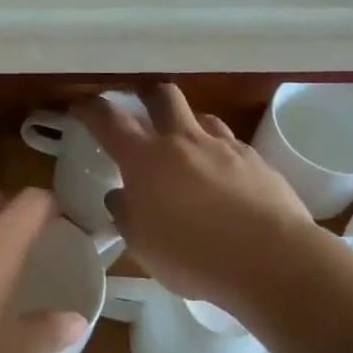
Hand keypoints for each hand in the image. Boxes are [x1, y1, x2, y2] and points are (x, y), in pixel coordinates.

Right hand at [74, 83, 315, 311]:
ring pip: (201, 117)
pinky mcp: (257, 160)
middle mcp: (182, 140)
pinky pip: (231, 145)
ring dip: (187, 124)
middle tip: (138, 103)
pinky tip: (223, 177)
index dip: (90, 108)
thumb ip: (126, 215)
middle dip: (145, 93)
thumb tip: (120, 196)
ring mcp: (223, 146)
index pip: (109, 119)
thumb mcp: (143, 245)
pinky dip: (219, 153)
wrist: (272, 259)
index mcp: (145, 158)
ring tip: (186, 146)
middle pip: (161, 95)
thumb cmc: (194, 255)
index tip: (80, 106)